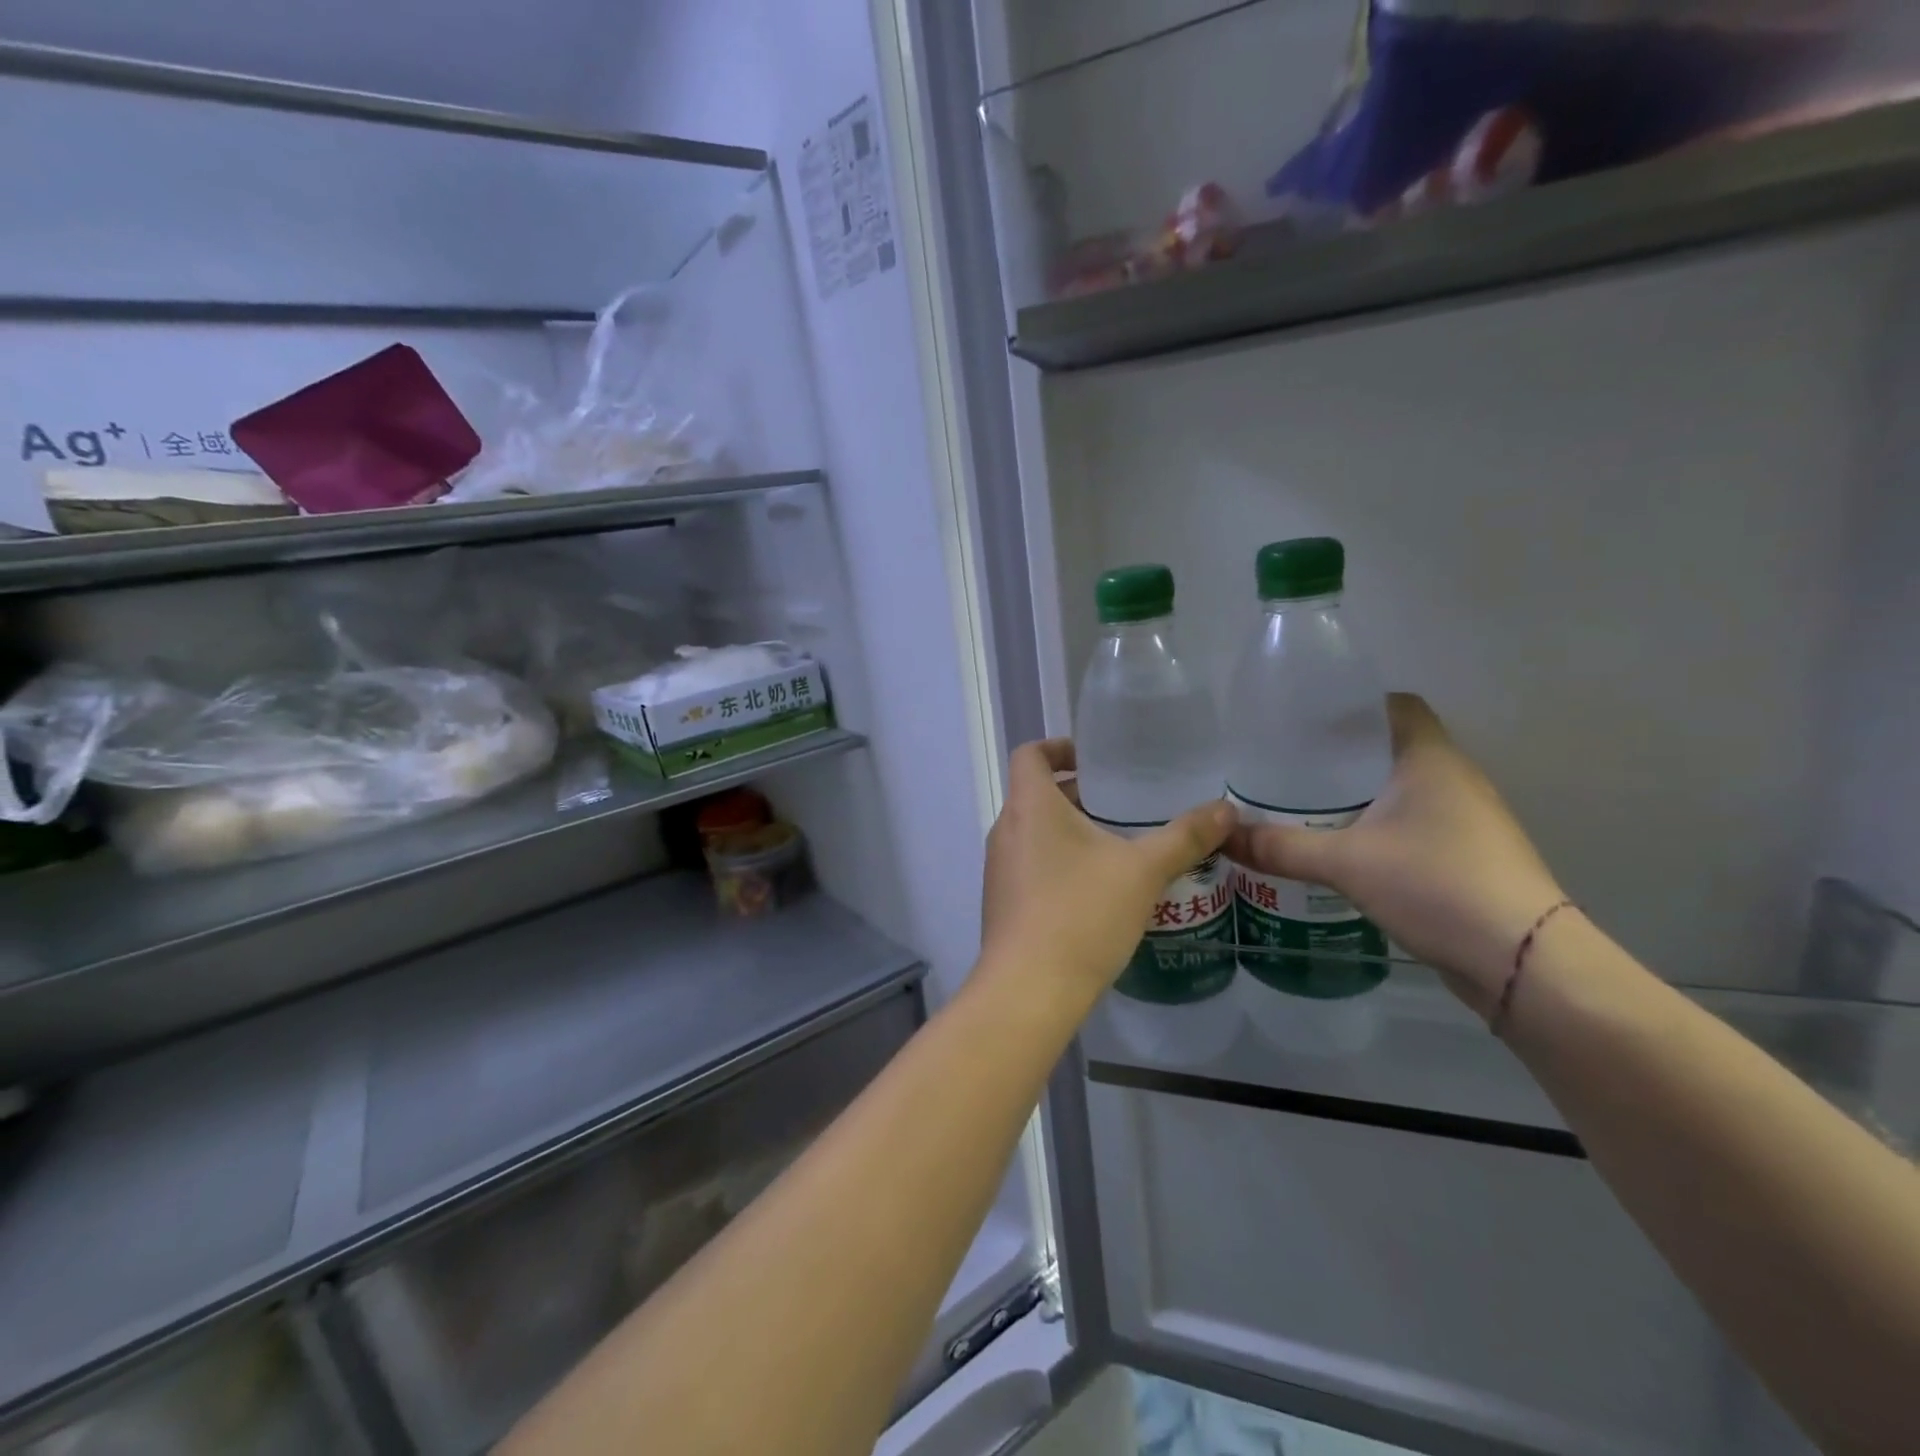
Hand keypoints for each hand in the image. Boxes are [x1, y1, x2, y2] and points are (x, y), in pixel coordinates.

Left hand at [979, 739, 1234, 1010]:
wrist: (1029, 989)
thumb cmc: (1082, 914)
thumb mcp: (1143, 871)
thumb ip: (1185, 837)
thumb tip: (1227, 809)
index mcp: (1029, 806)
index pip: (1030, 754)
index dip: (1059, 747)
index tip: (1094, 758)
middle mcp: (1005, 830)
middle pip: (1035, 794)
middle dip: (1078, 794)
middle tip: (1124, 805)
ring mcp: (998, 869)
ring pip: (1034, 833)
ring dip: (1070, 831)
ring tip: (1119, 846)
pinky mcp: (1001, 902)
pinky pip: (1030, 865)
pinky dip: (1059, 862)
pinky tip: (1098, 890)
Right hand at [1225, 694, 1564, 1014]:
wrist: (1522, 961)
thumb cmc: (1435, 884)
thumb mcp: (1345, 862)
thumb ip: (1280, 847)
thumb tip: (1223, 837)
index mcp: (1431, 759)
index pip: (1395, 705)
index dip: (1352, 706)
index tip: (1306, 721)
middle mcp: (1455, 778)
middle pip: (1393, 747)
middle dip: (1343, 754)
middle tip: (1289, 765)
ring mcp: (1468, 819)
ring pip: (1403, 789)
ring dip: (1361, 794)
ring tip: (1306, 804)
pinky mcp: (1469, 856)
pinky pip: (1414, 823)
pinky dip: (1379, 825)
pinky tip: (1343, 846)